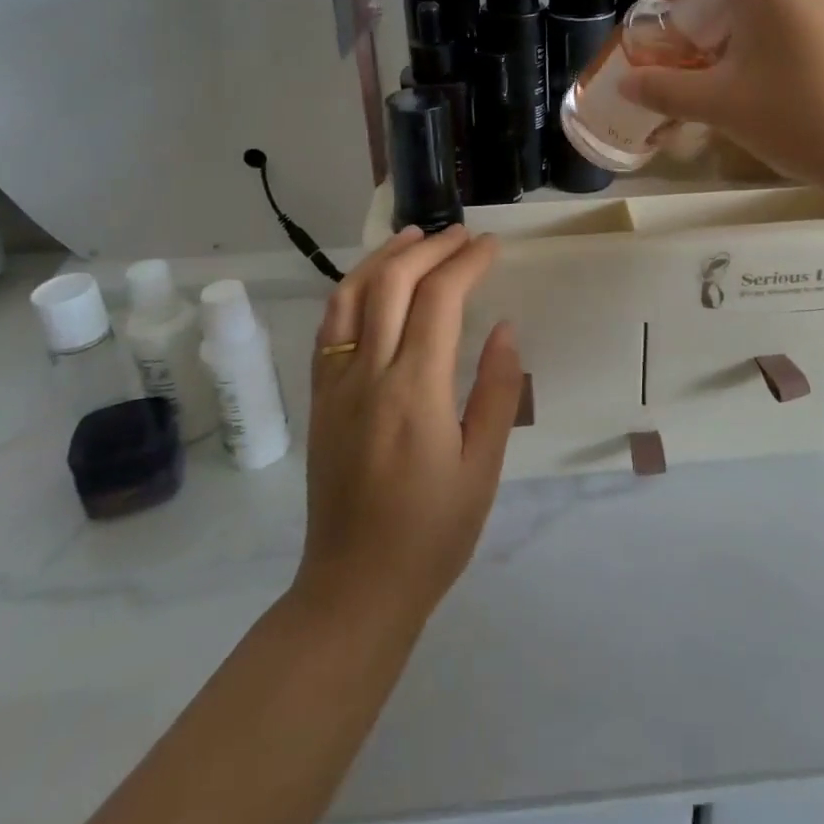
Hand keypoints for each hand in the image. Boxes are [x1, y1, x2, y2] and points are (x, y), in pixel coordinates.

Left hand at [294, 226, 523, 631]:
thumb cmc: (432, 533)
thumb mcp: (483, 467)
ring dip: (383, 257)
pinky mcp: (319, 400)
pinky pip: (330, 327)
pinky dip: (352, 290)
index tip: (491, 246)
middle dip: (429, 247)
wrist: (355, 588)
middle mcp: (368, 375)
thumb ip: (496, 391)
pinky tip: (373, 284)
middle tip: (462, 235)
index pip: (439, 299)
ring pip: (350, 295)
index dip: (466, 262)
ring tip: (414, 236)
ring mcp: (335, 385)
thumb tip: (504, 327)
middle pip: (392, 283)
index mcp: (414, 391)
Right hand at [620, 0, 823, 195]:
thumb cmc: (794, 114)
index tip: (669, 0)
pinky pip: (792, 4)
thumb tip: (627, 85)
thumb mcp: (719, 103)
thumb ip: (665, 89)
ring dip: (731, 7)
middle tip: (688, 35)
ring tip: (718, 58)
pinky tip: (757, 73)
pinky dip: (761, 21)